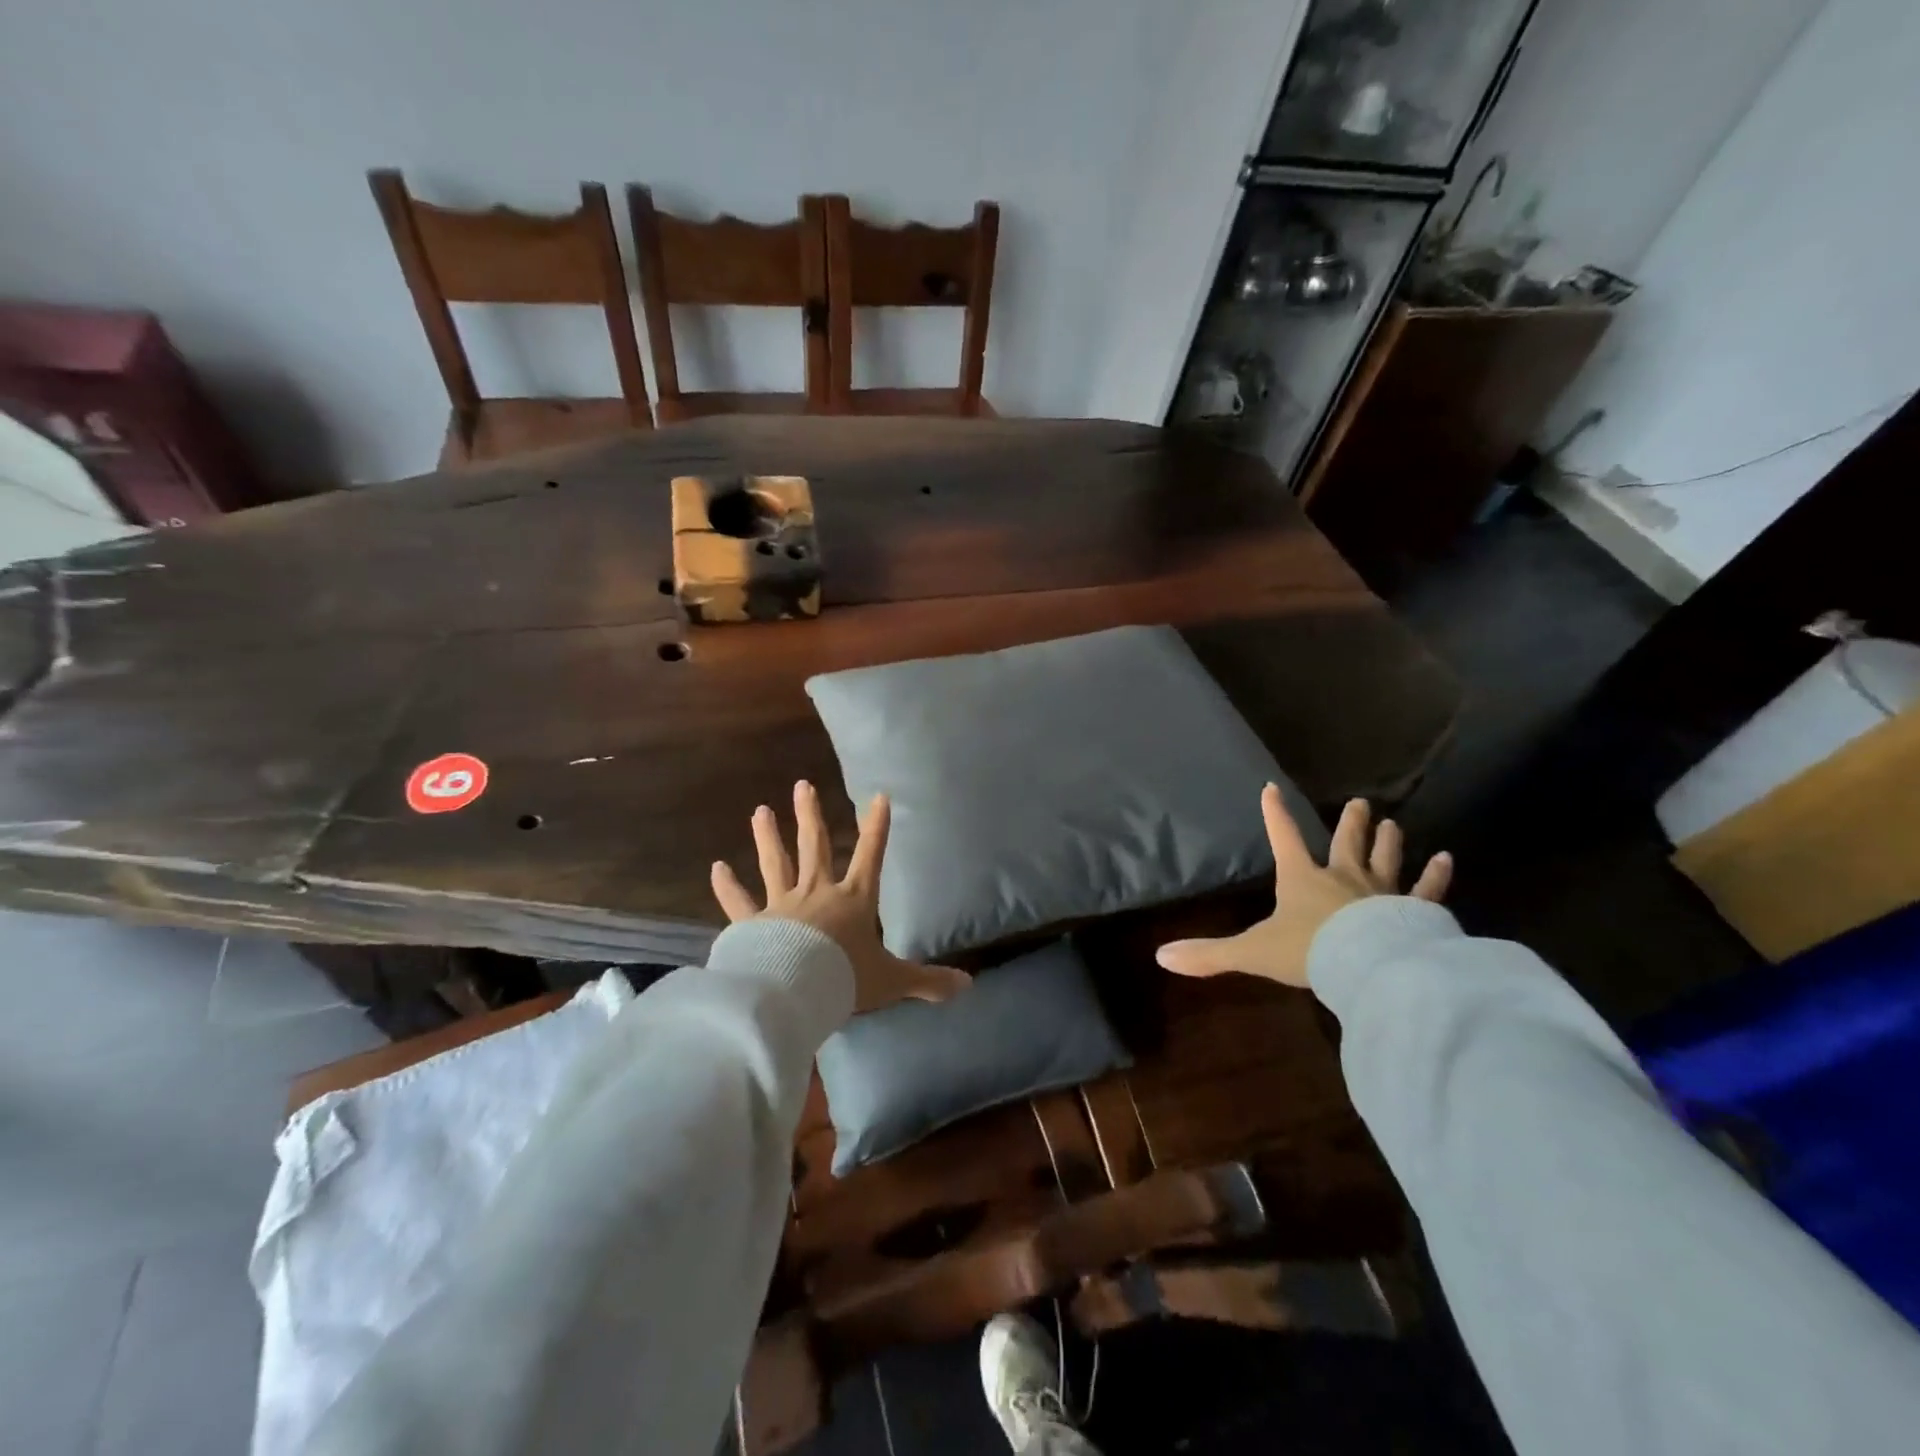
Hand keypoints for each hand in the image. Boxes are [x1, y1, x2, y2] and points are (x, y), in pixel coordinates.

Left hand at [711, 781, 967, 1013]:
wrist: (796, 992)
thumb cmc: (846, 979)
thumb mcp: (892, 980)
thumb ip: (928, 981)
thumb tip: (969, 986)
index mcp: (853, 901)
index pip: (871, 855)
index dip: (877, 827)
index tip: (879, 796)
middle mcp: (817, 893)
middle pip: (814, 846)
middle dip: (810, 815)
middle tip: (802, 785)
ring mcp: (782, 905)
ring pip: (775, 862)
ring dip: (768, 836)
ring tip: (760, 810)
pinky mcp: (752, 924)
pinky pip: (738, 901)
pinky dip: (727, 886)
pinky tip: (716, 868)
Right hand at [1154, 787, 1451, 988]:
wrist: (1366, 967)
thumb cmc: (1307, 951)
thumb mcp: (1251, 952)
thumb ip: (1209, 954)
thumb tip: (1161, 956)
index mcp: (1302, 879)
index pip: (1284, 838)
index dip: (1275, 814)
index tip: (1272, 788)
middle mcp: (1342, 877)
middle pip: (1345, 842)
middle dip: (1350, 822)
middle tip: (1360, 803)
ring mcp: (1381, 892)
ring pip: (1384, 858)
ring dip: (1387, 841)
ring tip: (1392, 823)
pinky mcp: (1412, 911)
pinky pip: (1426, 890)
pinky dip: (1436, 875)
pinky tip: (1446, 859)